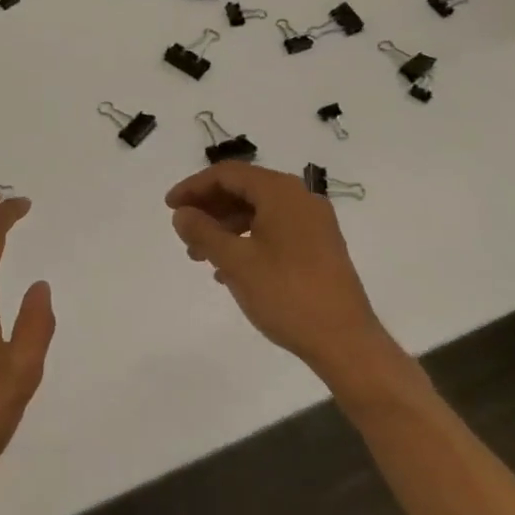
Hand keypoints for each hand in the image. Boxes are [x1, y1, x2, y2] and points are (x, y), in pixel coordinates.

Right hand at [166, 162, 392, 383]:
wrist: (345, 340)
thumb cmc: (286, 294)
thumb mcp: (235, 262)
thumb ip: (203, 232)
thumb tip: (181, 214)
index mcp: (281, 192)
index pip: (228, 174)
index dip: (194, 187)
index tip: (169, 207)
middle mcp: (300, 198)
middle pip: (244, 190)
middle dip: (209, 208)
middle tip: (183, 231)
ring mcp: (313, 223)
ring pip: (258, 212)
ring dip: (225, 227)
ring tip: (200, 256)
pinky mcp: (319, 246)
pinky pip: (274, 230)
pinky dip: (247, 240)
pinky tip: (229, 270)